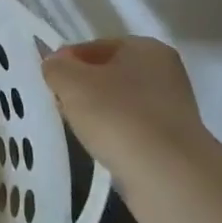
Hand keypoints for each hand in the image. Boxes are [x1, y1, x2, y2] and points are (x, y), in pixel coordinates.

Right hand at [42, 37, 214, 188]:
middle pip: (108, 74)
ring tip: (77, 129)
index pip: (94, 46)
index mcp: (146, 48)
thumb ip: (56, 67)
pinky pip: (131, 130)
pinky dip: (114, 135)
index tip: (49, 82)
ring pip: (119, 103)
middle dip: (82, 88)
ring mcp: (172, 109)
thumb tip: (54, 65)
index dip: (66, 61)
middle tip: (59, 104)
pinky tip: (100, 147)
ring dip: (97, 113)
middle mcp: (165, 73)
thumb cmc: (117, 116)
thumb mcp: (71, 82)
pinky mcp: (172, 142)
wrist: (167, 176)